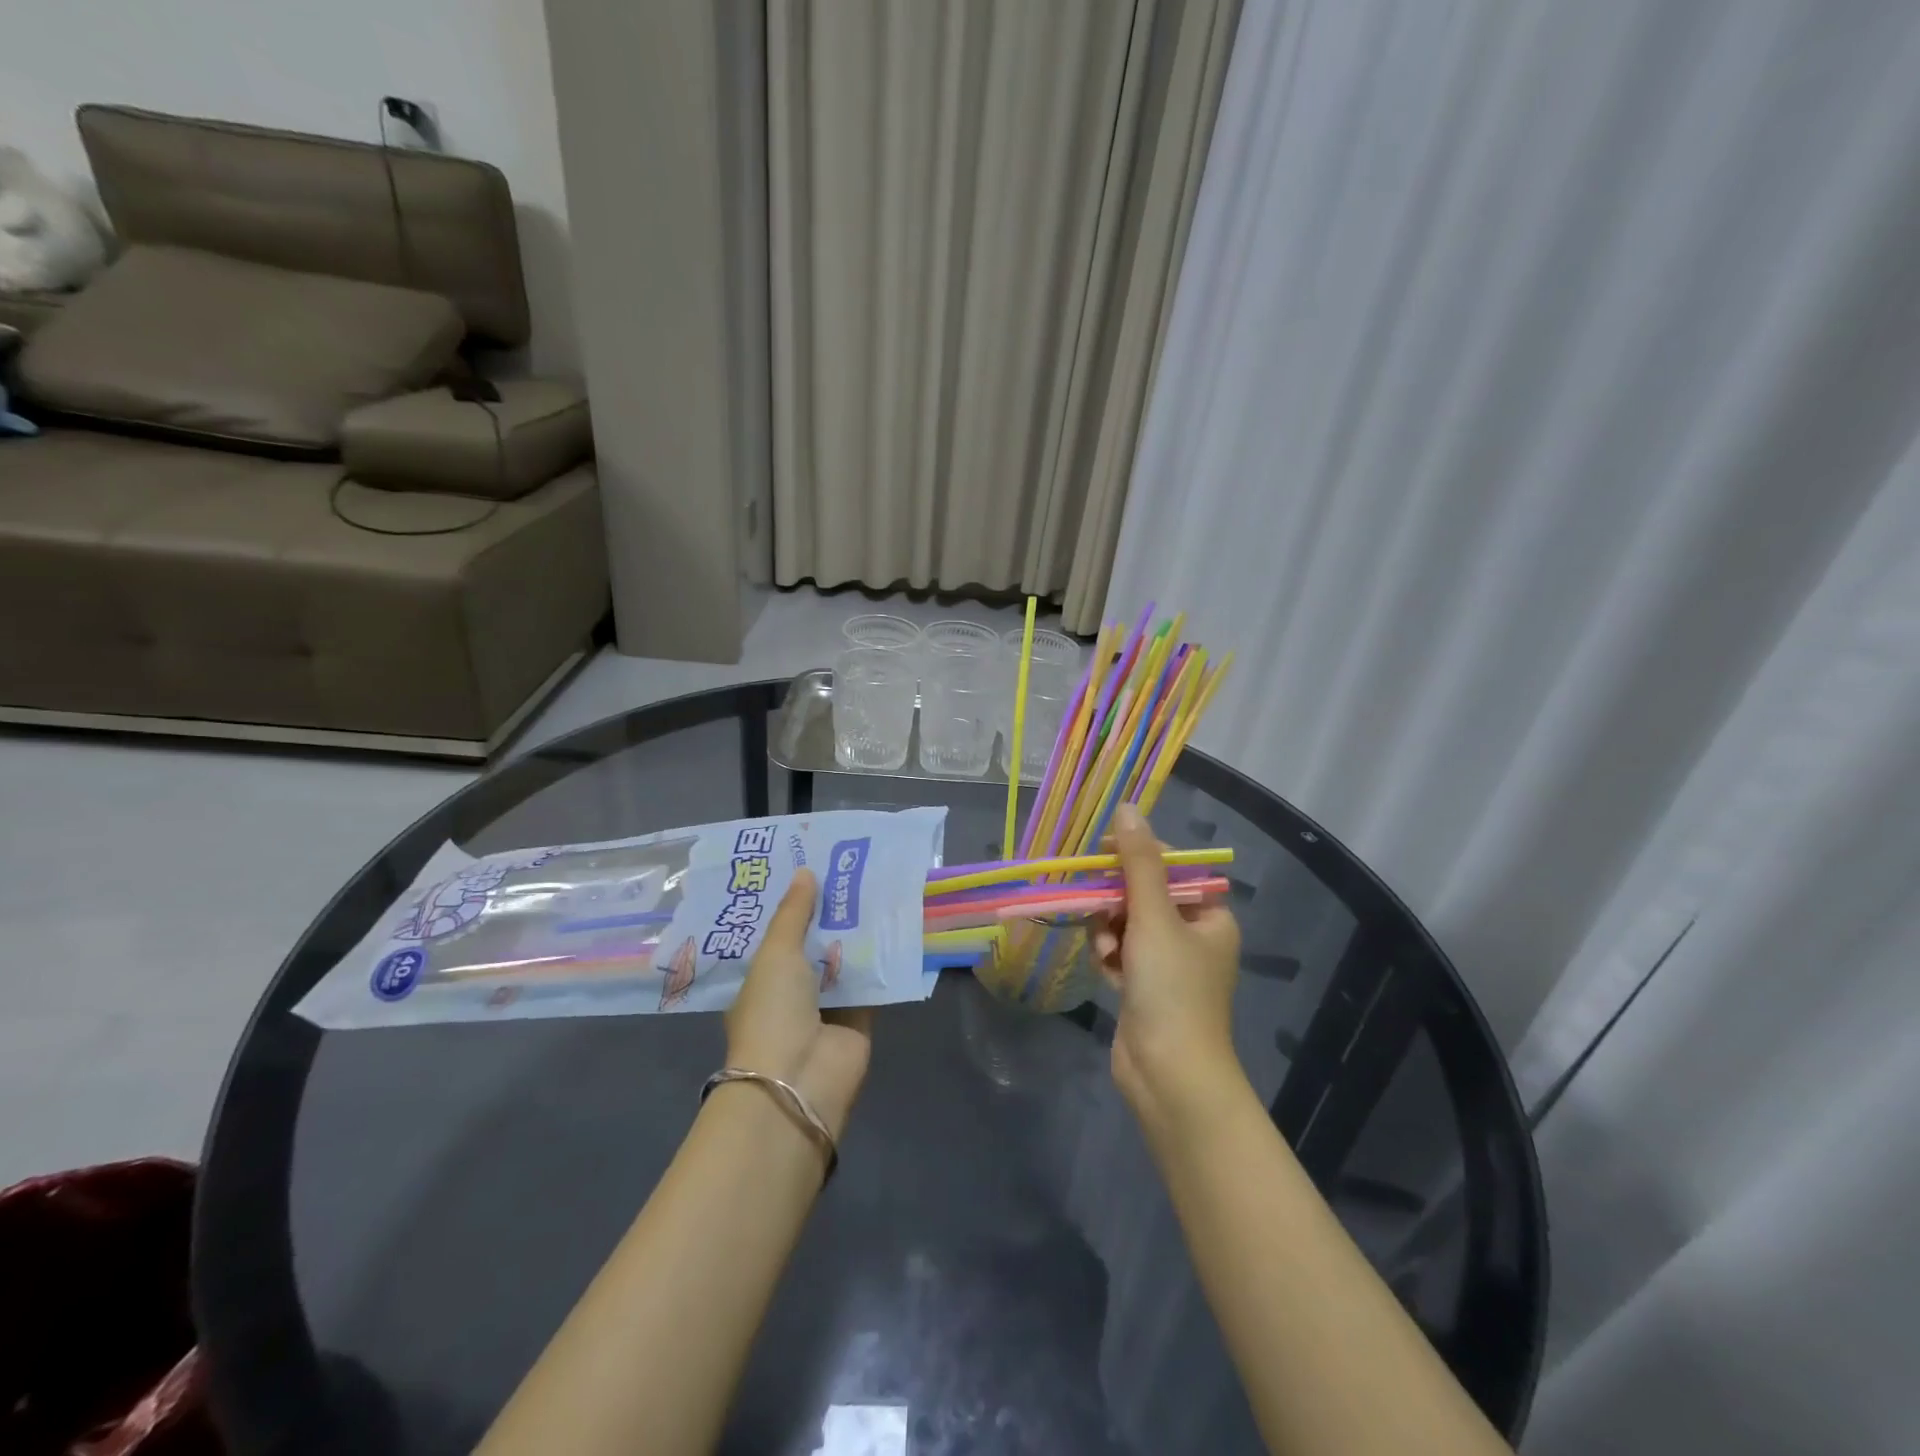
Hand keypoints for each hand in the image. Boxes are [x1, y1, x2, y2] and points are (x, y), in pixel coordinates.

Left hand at [724, 869, 872, 1139]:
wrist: (799, 1079)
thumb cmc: (773, 1011)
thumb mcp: (776, 954)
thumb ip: (794, 913)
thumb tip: (805, 871)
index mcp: (762, 979)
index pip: (779, 934)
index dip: (795, 904)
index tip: (812, 867)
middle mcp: (793, 992)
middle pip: (815, 944)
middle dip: (831, 913)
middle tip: (852, 869)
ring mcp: (827, 1007)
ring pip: (845, 960)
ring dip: (859, 932)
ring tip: (879, 886)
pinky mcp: (860, 1018)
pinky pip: (872, 981)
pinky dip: (883, 958)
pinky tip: (898, 923)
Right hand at [1092, 803, 1244, 1124]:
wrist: (1168, 1074)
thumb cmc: (1171, 989)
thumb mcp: (1154, 917)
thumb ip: (1138, 863)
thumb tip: (1127, 808)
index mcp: (1210, 916)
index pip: (1172, 867)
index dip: (1138, 855)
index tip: (1104, 853)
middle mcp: (1193, 936)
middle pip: (1144, 895)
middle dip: (1117, 901)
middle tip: (1098, 907)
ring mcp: (1167, 965)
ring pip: (1126, 924)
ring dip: (1109, 931)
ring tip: (1108, 952)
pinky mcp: (1144, 988)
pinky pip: (1120, 953)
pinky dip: (1110, 957)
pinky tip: (1107, 972)